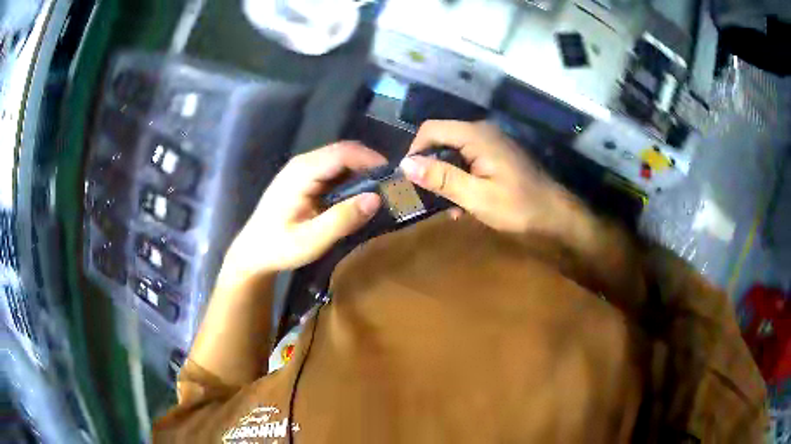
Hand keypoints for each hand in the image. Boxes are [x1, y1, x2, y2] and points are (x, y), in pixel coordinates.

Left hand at [224, 142, 385, 276]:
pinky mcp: (303, 179)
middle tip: (391, 187)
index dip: (370, 159)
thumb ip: (342, 219)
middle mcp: (302, 164)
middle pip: (343, 153)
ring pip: (340, 161)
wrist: (253, 252)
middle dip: (369, 165)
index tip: (394, 176)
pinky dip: (350, 180)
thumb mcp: (311, 240)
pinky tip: (358, 197)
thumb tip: (376, 199)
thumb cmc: (278, 248)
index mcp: (302, 172)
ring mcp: (302, 170)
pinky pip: (333, 171)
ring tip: (380, 192)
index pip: (343, 153)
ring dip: (361, 172)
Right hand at [400, 120, 576, 235]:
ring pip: (453, 153)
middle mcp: (481, 132)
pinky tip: (464, 205)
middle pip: (441, 140)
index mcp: (475, 136)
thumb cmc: (518, 206)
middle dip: (431, 167)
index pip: (431, 129)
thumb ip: (441, 178)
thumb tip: (405, 164)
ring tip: (448, 207)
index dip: (415, 151)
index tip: (410, 179)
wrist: (555, 215)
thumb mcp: (476, 196)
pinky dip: (461, 179)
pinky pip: (468, 161)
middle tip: (429, 196)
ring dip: (446, 177)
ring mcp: (491, 143)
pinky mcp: (496, 155)